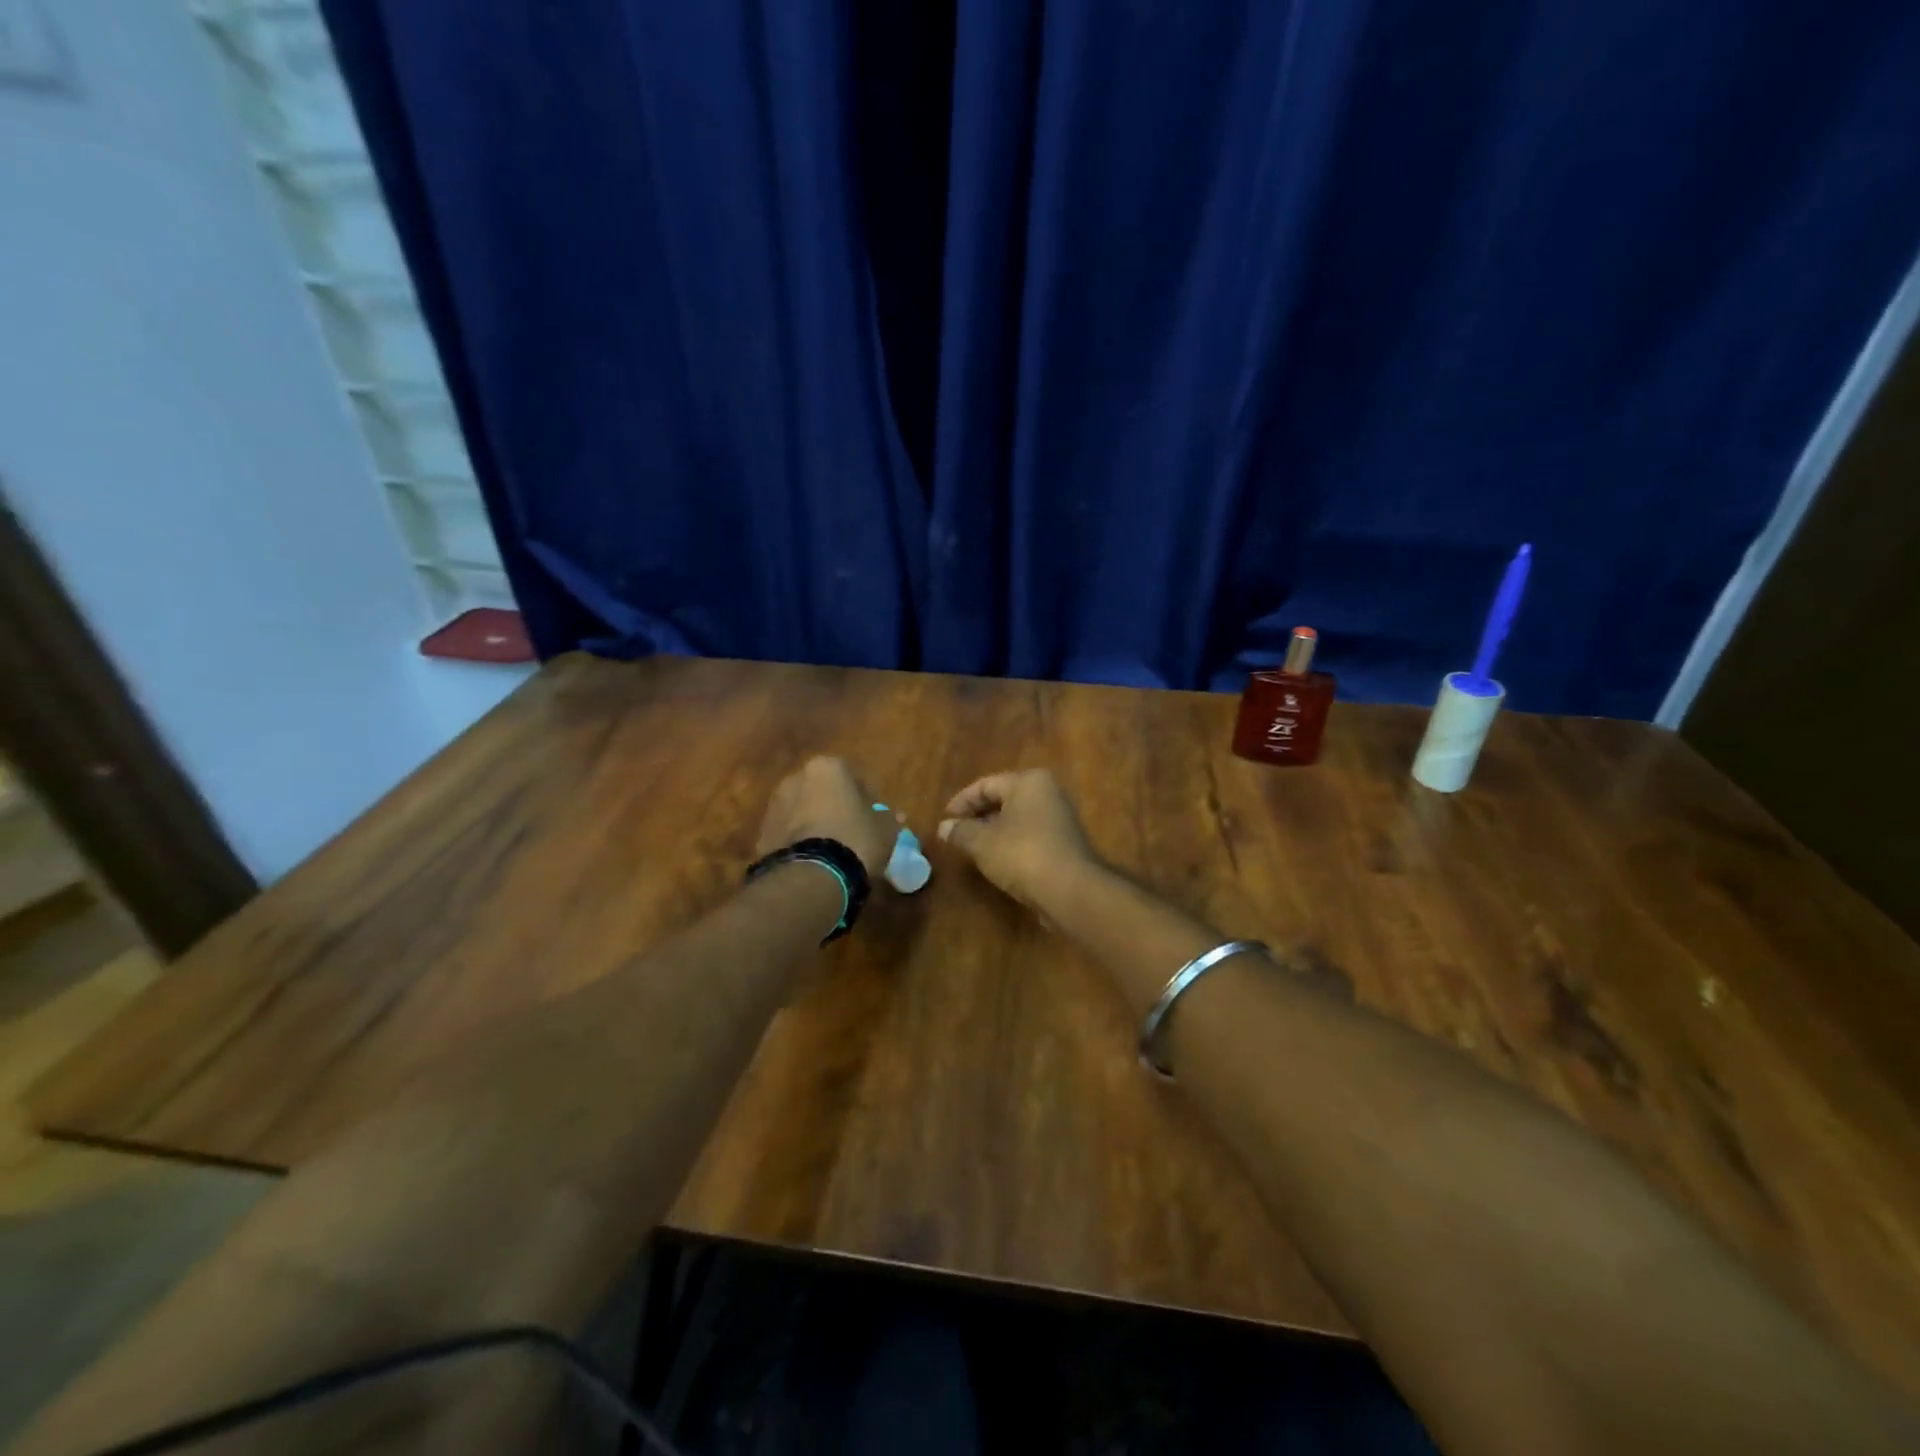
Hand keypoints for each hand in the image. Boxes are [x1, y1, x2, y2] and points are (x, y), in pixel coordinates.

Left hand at [757, 756, 895, 878]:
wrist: (810, 877)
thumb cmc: (855, 840)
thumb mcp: (885, 830)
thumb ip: (888, 818)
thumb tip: (893, 816)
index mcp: (827, 768)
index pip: (854, 776)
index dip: (867, 797)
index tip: (875, 816)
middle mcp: (796, 778)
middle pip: (823, 790)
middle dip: (836, 806)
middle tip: (853, 829)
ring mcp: (774, 806)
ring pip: (802, 810)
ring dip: (816, 822)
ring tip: (833, 848)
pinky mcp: (762, 834)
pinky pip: (789, 833)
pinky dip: (800, 841)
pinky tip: (815, 860)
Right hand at [938, 769, 1097, 910]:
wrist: (1070, 890)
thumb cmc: (1022, 854)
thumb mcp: (982, 842)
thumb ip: (960, 831)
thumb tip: (943, 827)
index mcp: (1029, 782)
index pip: (986, 784)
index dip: (961, 802)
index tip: (945, 820)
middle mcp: (1048, 793)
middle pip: (1003, 799)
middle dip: (978, 816)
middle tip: (956, 834)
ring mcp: (1060, 818)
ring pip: (1017, 819)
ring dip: (994, 831)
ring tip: (972, 848)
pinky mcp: (1065, 843)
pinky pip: (1030, 836)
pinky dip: (1011, 844)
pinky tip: (998, 861)